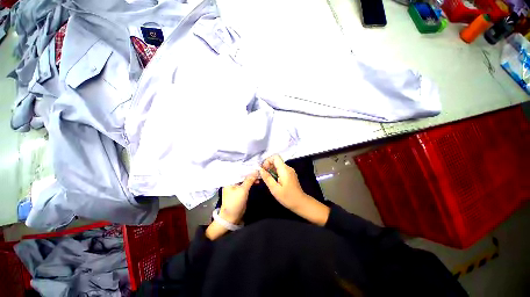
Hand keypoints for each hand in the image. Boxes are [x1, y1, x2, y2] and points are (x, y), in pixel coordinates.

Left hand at [219, 172, 257, 223]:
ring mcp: (236, 186)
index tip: (256, 164)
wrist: (232, 218)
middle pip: (242, 174)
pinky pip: (246, 184)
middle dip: (251, 173)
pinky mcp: (240, 191)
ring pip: (245, 179)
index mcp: (230, 180)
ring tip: (260, 177)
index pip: (239, 170)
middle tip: (259, 171)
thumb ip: (249, 179)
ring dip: (252, 178)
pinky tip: (257, 181)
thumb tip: (256, 170)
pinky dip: (251, 182)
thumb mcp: (243, 190)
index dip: (247, 167)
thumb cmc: (235, 202)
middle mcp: (232, 181)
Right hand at [260, 155, 329, 225]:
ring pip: (278, 166)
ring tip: (267, 179)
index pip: (275, 157)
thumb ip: (267, 178)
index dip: (267, 161)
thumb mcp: (275, 189)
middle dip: (268, 166)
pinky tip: (273, 181)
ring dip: (271, 170)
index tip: (263, 169)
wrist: (300, 203)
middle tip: (263, 176)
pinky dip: (275, 173)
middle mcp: (288, 168)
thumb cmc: (288, 197)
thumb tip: (260, 169)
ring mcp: (289, 171)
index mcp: (284, 169)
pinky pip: (281, 170)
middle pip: (276, 161)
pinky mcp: (290, 175)